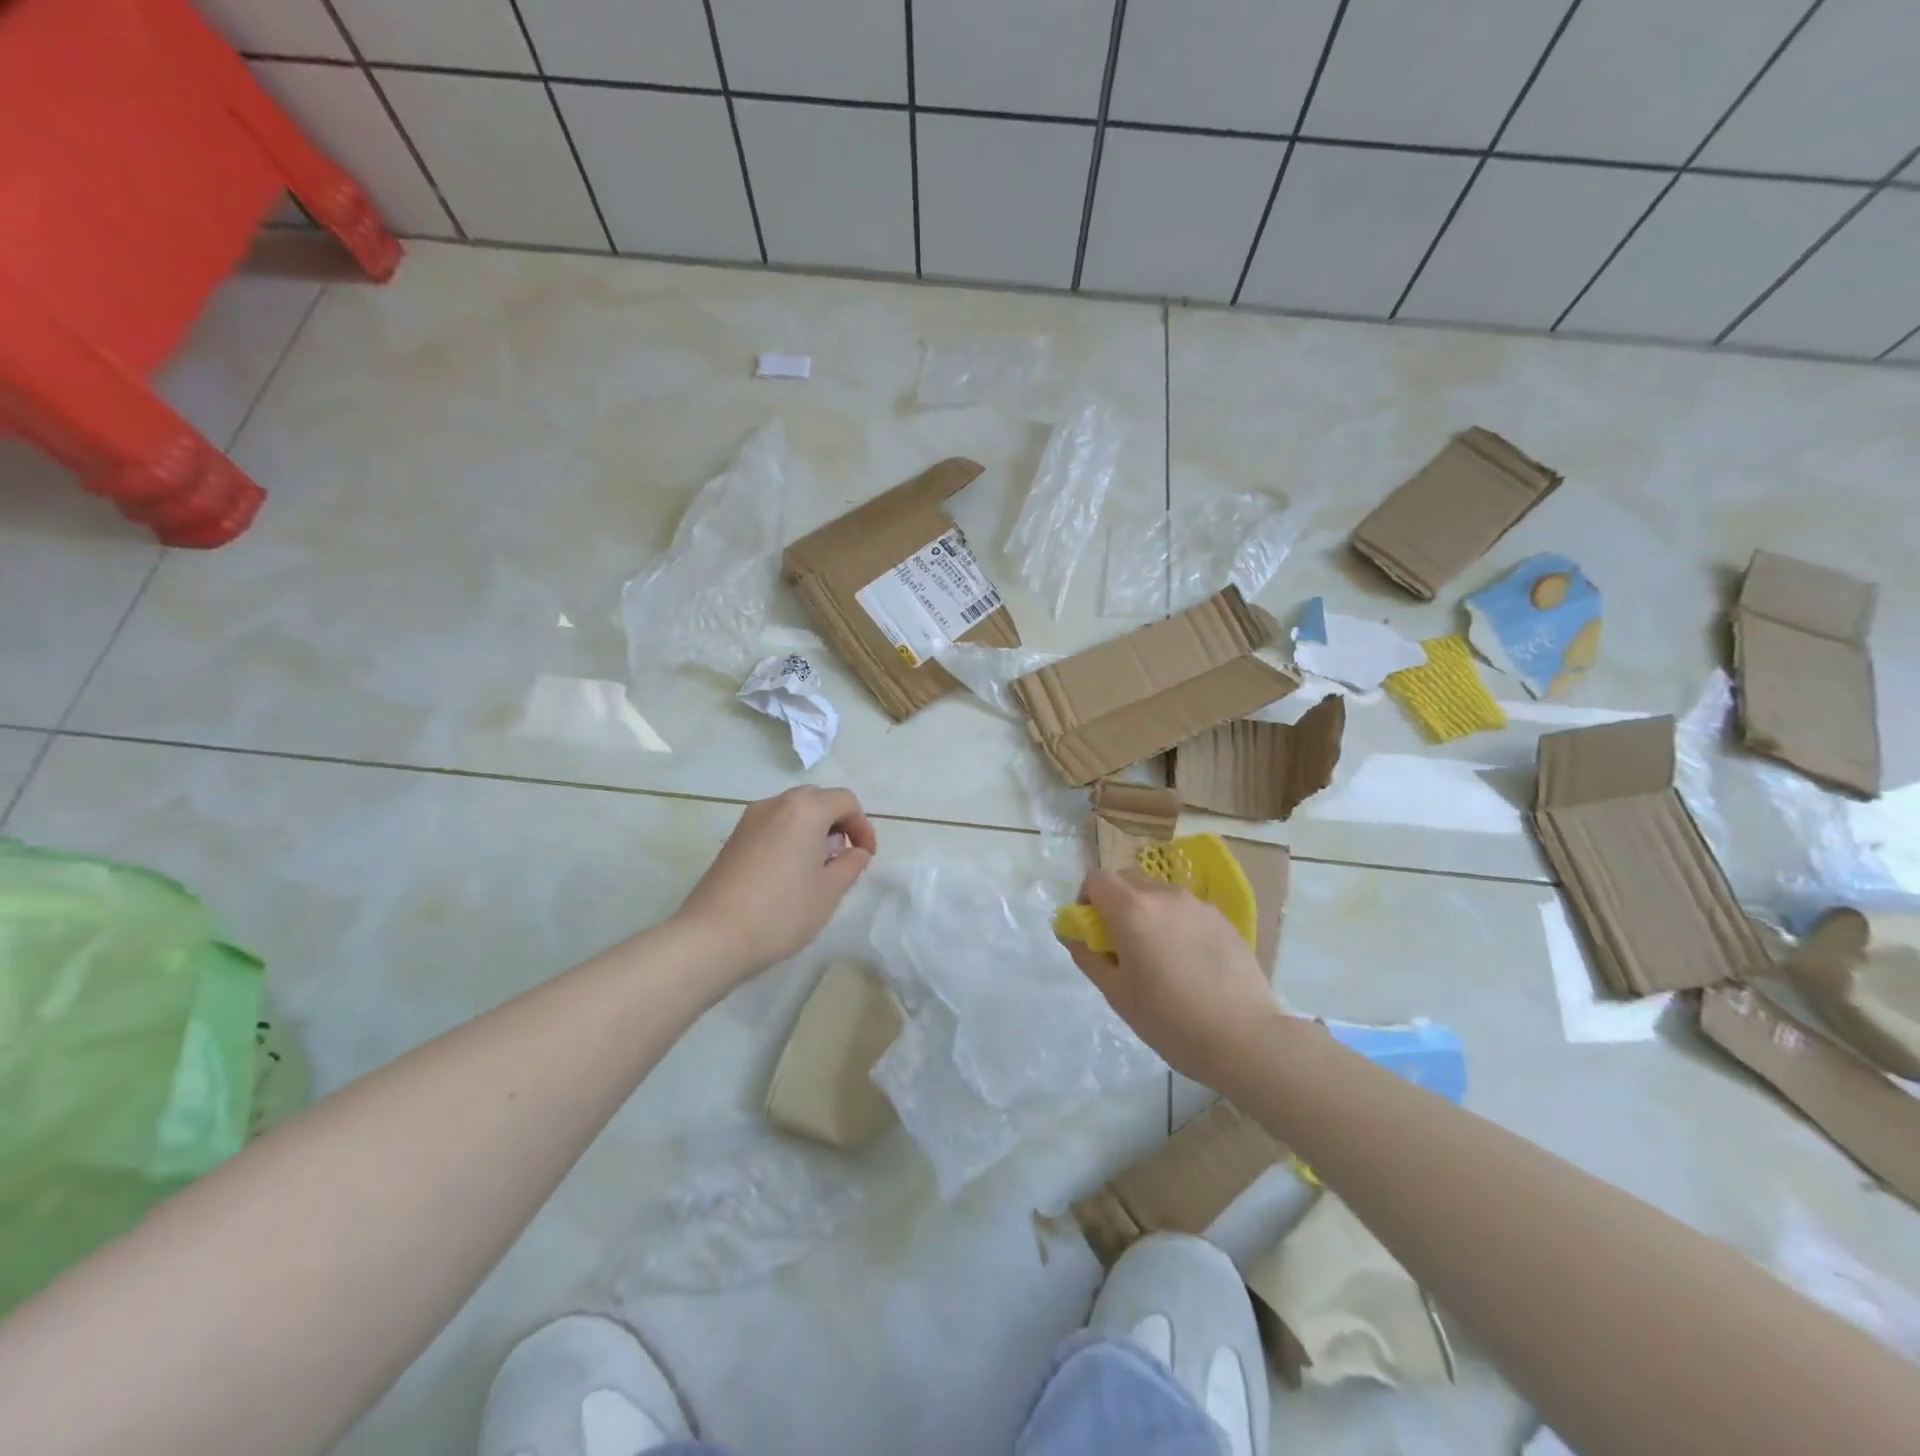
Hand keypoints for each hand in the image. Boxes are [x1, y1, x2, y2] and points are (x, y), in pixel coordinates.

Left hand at [677, 787, 876, 983]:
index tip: (866, 856)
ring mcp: (749, 820)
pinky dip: (789, 838)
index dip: (862, 826)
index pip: (845, 801)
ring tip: (817, 868)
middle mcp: (776, 804)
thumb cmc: (782, 911)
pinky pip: (772, 826)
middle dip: (837, 823)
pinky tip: (788, 874)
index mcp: (805, 809)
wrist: (713, 937)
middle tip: (843, 857)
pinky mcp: (733, 839)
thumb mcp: (829, 891)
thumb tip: (856, 852)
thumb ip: (850, 865)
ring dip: (812, 830)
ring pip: (792, 812)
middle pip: (817, 800)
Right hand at [1063, 868, 1282, 1085]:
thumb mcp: (1116, 994)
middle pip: (1127, 879)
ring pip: (1158, 892)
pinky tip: (1189, 962)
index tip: (1093, 931)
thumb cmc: (1170, 1020)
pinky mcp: (1222, 919)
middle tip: (1121, 943)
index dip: (1087, 900)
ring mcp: (1197, 904)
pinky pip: (1186, 909)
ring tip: (1159, 955)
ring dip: (1147, 911)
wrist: (1244, 1038)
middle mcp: (1163, 895)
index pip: (1096, 879)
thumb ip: (1088, 956)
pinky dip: (1176, 923)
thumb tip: (1075, 935)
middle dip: (1116, 901)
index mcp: (1132, 910)